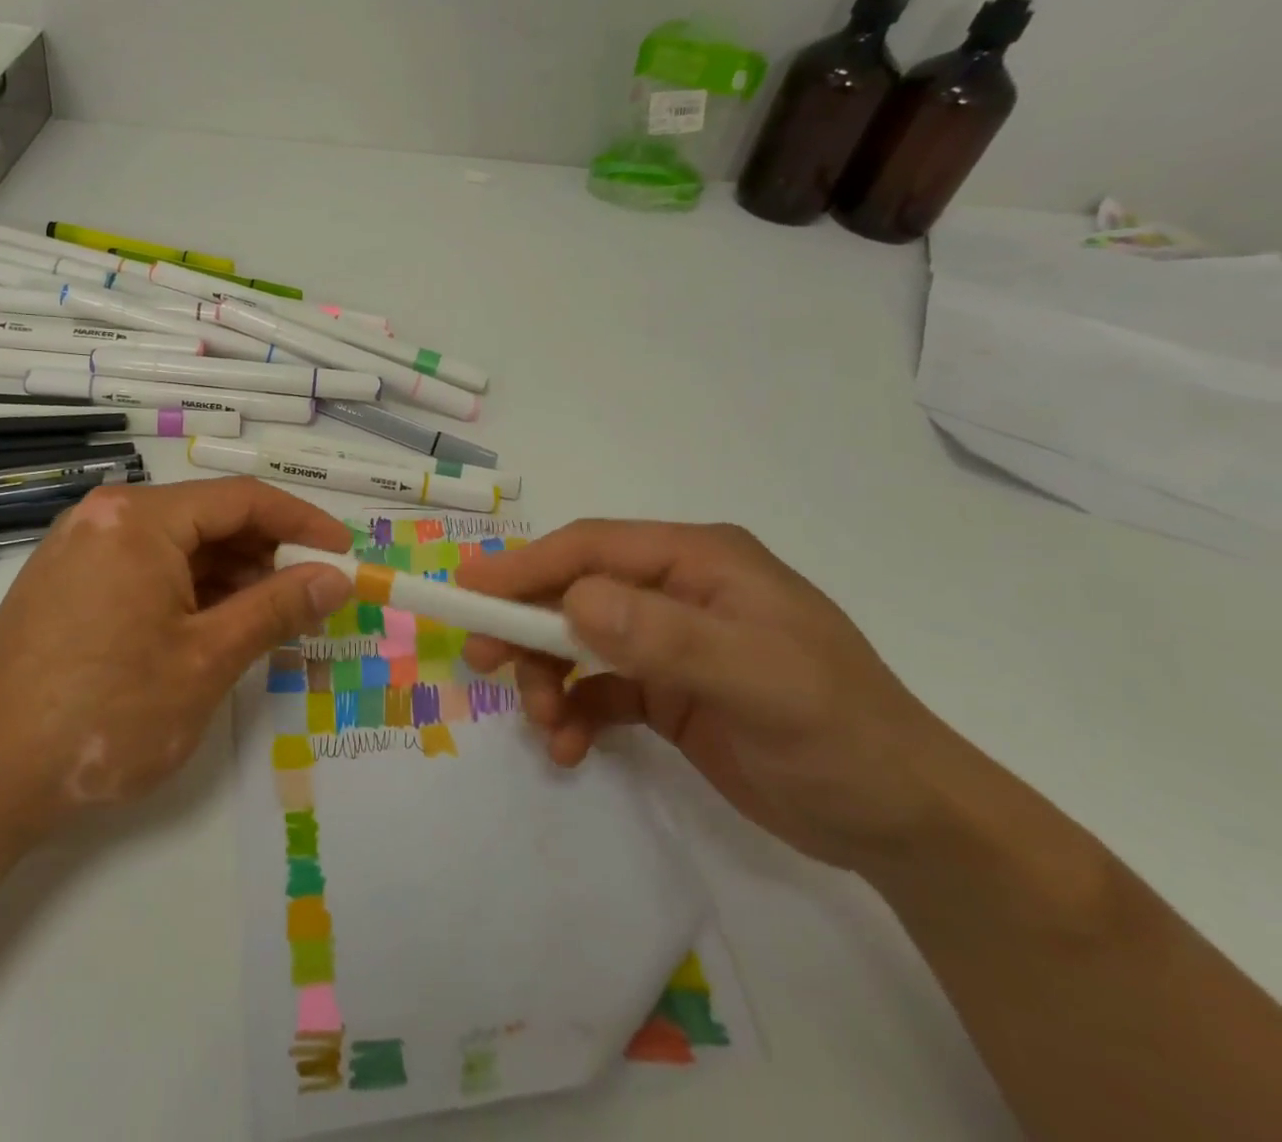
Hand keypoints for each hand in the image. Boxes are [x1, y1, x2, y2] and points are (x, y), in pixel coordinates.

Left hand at [0, 479, 352, 836]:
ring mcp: (80, 546)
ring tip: (261, 622)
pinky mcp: (66, 580)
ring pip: (177, 545)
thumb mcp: (208, 659)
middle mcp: (106, 516)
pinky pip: (144, 566)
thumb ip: (278, 608)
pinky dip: (187, 589)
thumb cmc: (108, 713)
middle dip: (263, 554)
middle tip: (305, 599)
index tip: (343, 552)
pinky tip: (208, 628)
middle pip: (207, 518)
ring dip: (227, 576)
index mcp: (140, 519)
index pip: (242, 499)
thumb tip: (336, 577)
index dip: (302, 522)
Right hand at [458, 520, 971, 872]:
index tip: (469, 591)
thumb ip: (664, 636)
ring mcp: (669, 640)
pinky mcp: (666, 689)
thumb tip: (574, 601)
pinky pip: (597, 687)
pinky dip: (573, 710)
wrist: (905, 825)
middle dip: (527, 623)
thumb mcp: (758, 680)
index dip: (526, 566)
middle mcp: (677, 590)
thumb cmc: (839, 734)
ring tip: (545, 725)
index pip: (593, 548)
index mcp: (699, 561)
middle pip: (575, 589)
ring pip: (578, 639)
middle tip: (482, 658)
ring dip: (548, 677)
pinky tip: (569, 745)